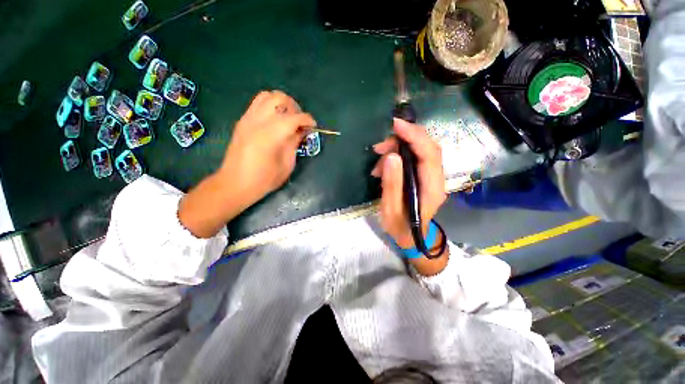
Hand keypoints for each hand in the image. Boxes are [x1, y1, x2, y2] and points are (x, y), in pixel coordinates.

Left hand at [219, 90, 315, 204]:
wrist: (235, 183)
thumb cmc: (264, 179)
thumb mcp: (286, 165)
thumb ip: (294, 143)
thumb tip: (302, 131)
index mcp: (271, 135)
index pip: (294, 117)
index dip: (307, 119)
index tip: (313, 127)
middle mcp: (258, 121)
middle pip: (279, 98)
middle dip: (294, 107)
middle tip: (299, 122)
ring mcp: (247, 119)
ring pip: (267, 96)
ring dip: (281, 103)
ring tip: (287, 118)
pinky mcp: (242, 121)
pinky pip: (258, 104)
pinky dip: (270, 106)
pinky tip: (274, 121)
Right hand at [371, 118, 446, 248]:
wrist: (411, 237)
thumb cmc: (401, 227)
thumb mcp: (391, 210)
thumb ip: (392, 184)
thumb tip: (391, 156)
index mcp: (432, 188)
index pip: (429, 154)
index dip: (414, 136)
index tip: (396, 125)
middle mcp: (436, 179)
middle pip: (426, 148)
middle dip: (403, 140)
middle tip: (380, 147)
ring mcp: (431, 176)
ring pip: (419, 151)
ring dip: (397, 150)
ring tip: (377, 162)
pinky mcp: (423, 176)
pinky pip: (413, 158)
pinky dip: (396, 158)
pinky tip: (382, 168)